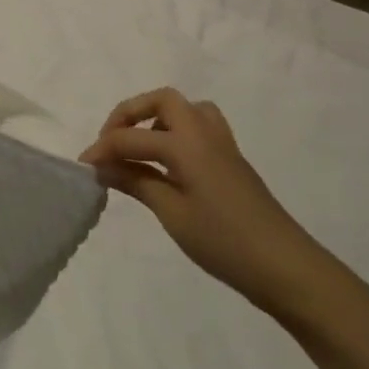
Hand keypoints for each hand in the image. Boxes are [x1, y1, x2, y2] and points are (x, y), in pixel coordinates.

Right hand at [80, 88, 337, 317]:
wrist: (286, 268)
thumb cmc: (224, 242)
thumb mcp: (172, 213)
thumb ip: (136, 181)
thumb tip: (102, 166)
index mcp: (187, 144)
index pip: (131, 137)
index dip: (102, 149)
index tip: (82, 167)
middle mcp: (204, 133)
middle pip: (162, 100)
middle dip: (130, 114)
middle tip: (112, 142)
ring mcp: (222, 146)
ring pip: (186, 110)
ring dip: (156, 120)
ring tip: (140, 149)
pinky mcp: (231, 162)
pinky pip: (199, 128)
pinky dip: (176, 134)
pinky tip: (166, 166)